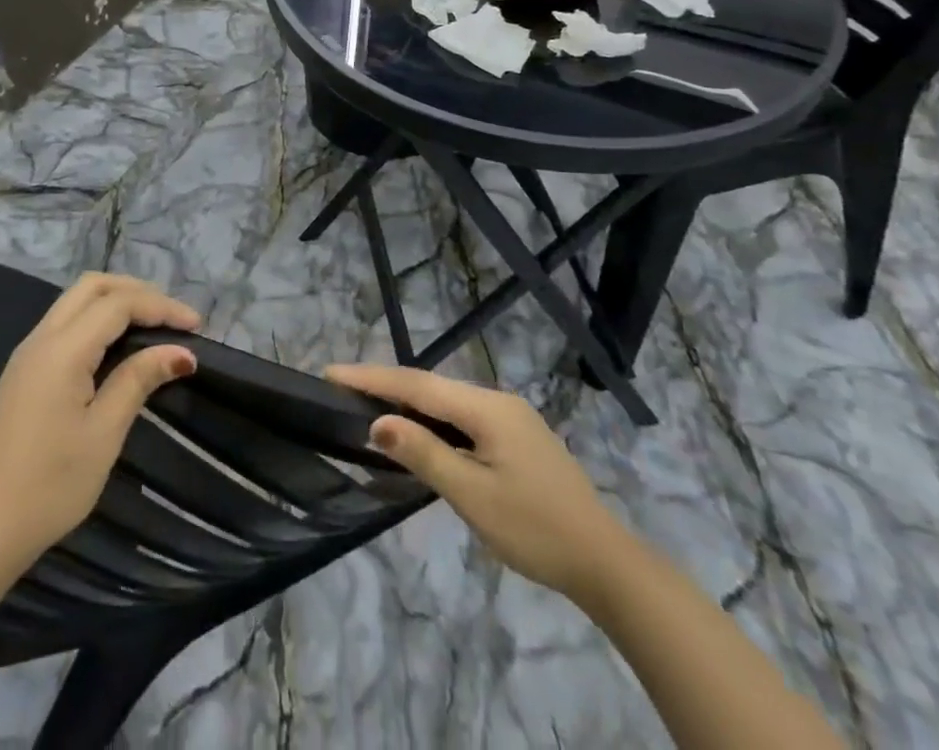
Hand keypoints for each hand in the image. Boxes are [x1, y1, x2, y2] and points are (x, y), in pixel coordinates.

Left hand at [0, 274, 198, 572]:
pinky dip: (97, 320)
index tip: (197, 326)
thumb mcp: (103, 434)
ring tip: (153, 327)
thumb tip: (180, 351)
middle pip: (93, 287)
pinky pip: (65, 323)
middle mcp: (41, 338)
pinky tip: (118, 345)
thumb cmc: (49, 486)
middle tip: (173, 318)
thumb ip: (138, 380)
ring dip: (116, 302)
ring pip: (76, 301)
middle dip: (137, 292)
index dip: (160, 307)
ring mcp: (28, 353)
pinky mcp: (24, 371)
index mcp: (62, 350)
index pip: (117, 304)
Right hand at [324, 363, 629, 602]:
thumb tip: (378, 423)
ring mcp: (511, 417)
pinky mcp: (517, 437)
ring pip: (447, 400)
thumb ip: (424, 453)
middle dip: (386, 385)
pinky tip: (419, 430)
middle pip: (431, 386)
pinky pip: (463, 416)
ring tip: (369, 406)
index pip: (417, 384)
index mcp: (487, 408)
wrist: (606, 564)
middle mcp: (497, 400)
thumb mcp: (473, 496)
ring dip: (409, 401)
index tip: (331, 373)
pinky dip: (433, 418)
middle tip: (343, 389)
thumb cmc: (535, 529)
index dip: (372, 378)